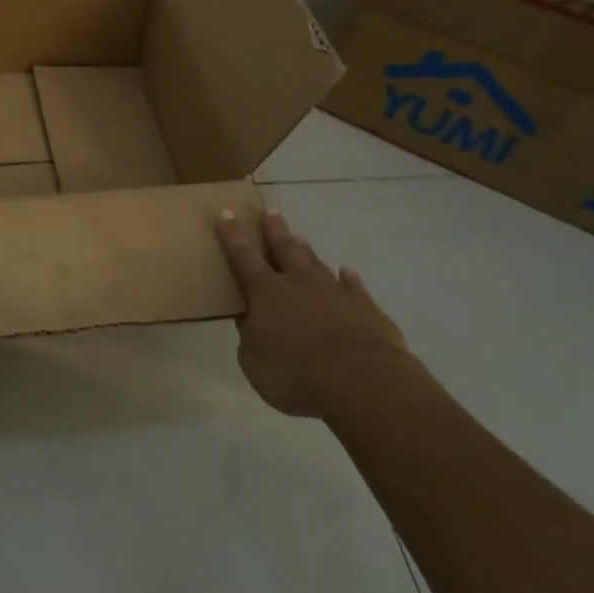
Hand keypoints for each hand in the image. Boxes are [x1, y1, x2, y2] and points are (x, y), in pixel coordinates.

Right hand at [215, 208, 415, 418]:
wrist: (361, 380)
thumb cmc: (295, 373)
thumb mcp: (254, 361)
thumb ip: (250, 337)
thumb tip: (251, 321)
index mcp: (265, 292)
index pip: (243, 256)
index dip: (233, 235)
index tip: (226, 213)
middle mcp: (298, 283)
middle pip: (284, 248)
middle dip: (274, 230)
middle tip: (271, 211)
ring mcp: (335, 293)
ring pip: (316, 264)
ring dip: (307, 250)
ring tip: (301, 237)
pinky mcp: (366, 309)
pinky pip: (355, 288)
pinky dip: (350, 279)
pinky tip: (348, 272)